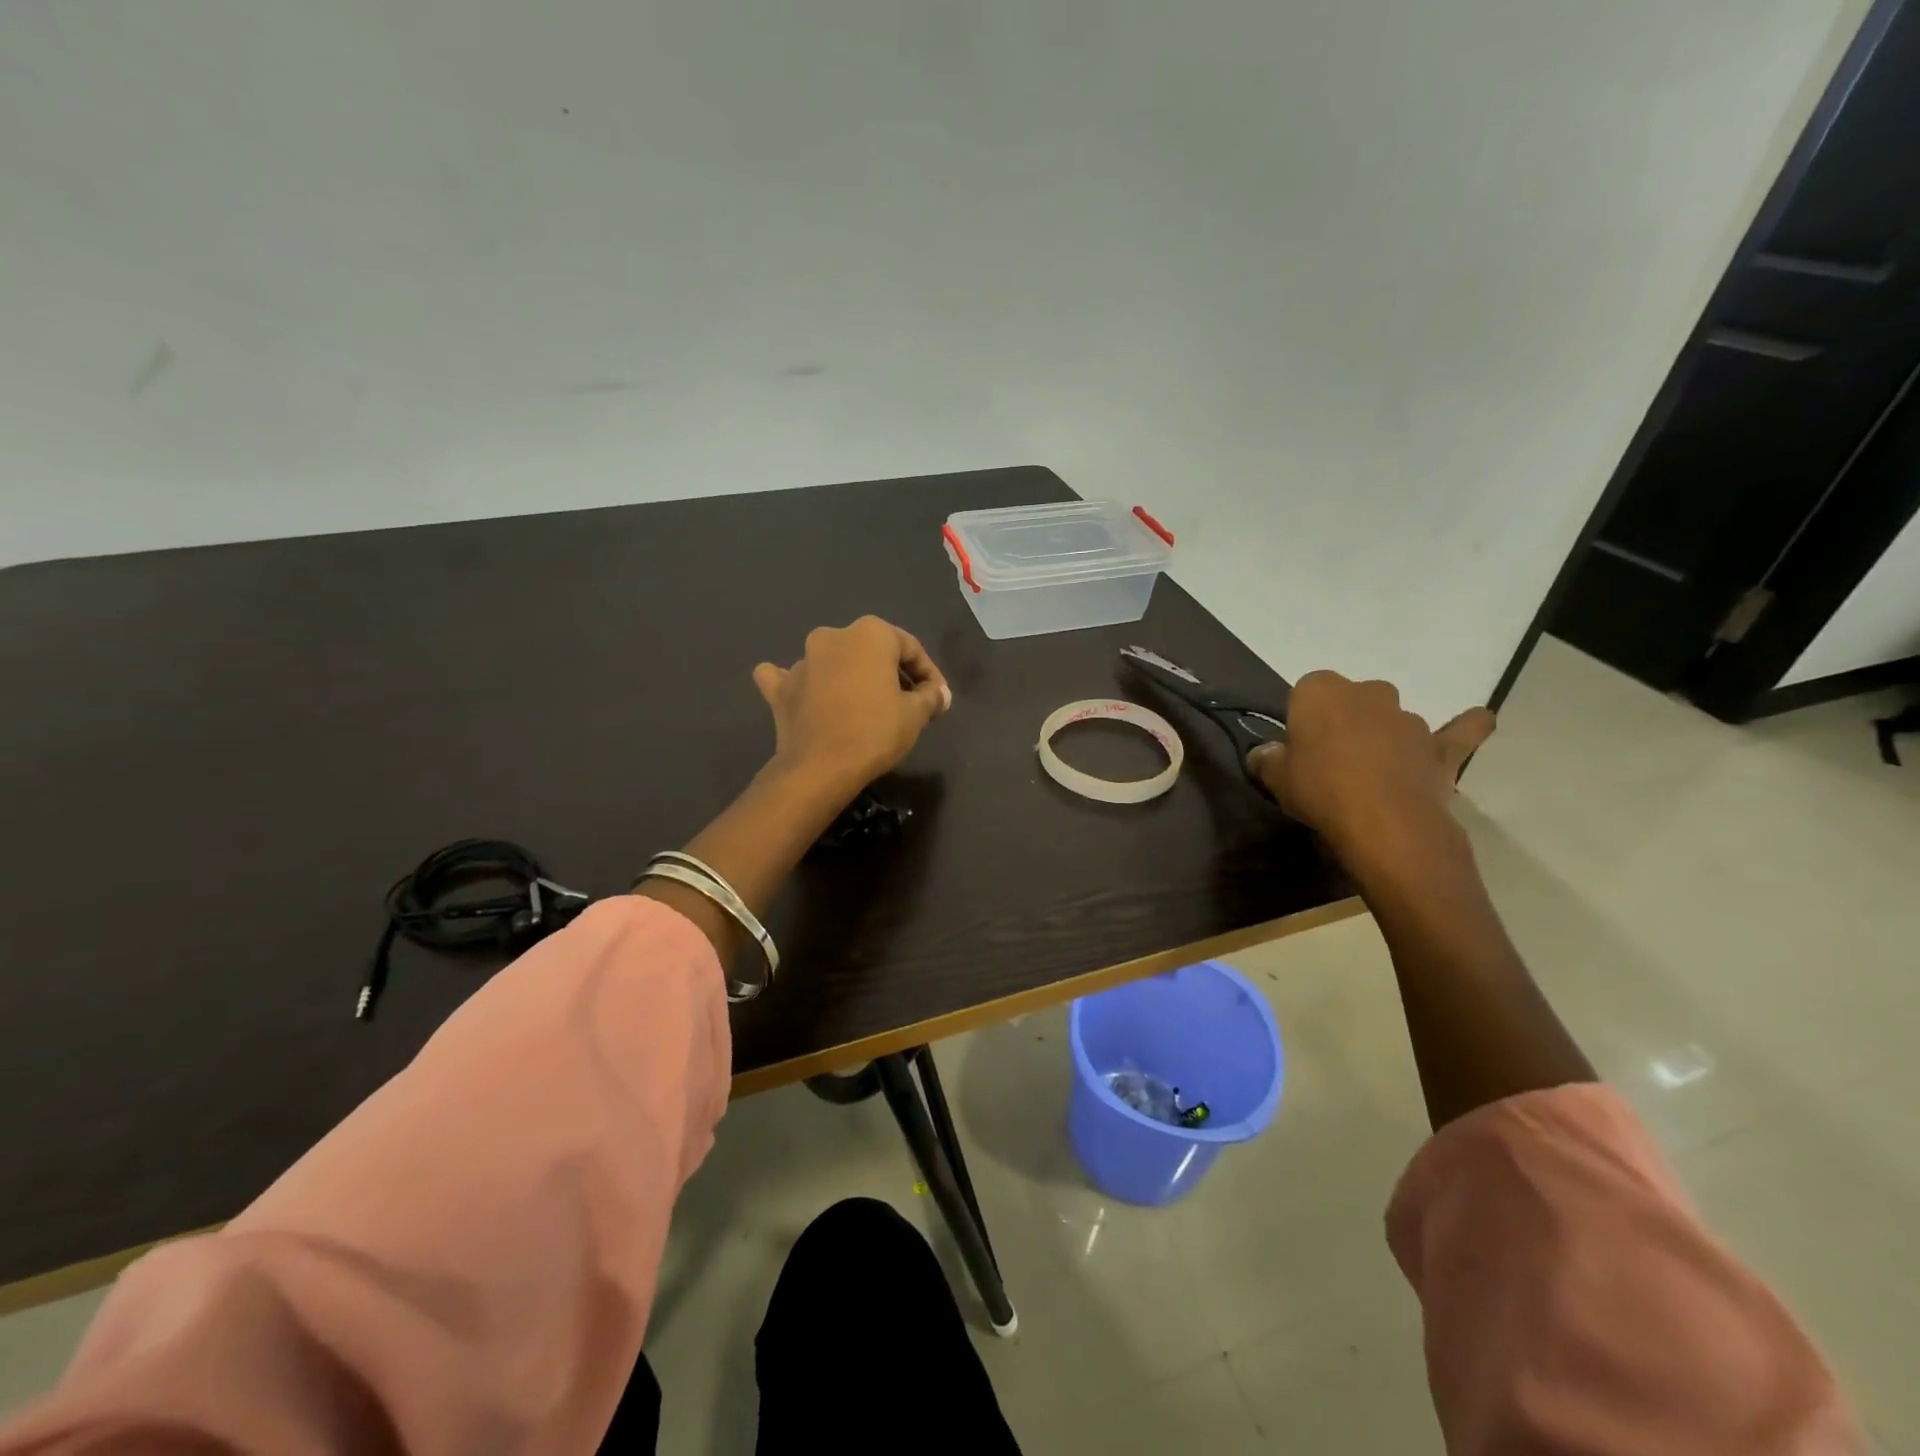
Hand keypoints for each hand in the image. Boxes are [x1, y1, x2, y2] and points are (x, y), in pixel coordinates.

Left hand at [752, 616, 951, 794]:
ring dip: (848, 677)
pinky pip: (789, 678)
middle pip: (870, 651)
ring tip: (865, 705)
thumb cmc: (876, 732)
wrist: (821, 768)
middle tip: (906, 702)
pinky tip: (805, 693)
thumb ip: (931, 696)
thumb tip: (940, 693)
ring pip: (832, 662)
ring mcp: (802, 661)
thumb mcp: (916, 715)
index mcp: (870, 633)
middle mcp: (833, 636)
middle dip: (889, 672)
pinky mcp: (780, 688)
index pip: (909, 648)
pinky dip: (800, 683)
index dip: (928, 673)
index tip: (937, 698)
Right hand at [1249, 672, 1494, 868]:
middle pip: (1351, 701)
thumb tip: (1264, 753)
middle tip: (1331, 761)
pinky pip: (1457, 731)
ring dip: (1383, 737)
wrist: (1384, 823)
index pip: (1305, 692)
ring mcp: (1409, 718)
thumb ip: (1268, 759)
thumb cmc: (1320, 790)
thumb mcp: (1276, 778)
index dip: (1302, 720)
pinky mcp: (1441, 746)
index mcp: (1321, 691)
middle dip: (1344, 722)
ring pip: (1392, 720)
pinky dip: (1467, 727)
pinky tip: (1480, 721)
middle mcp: (1367, 693)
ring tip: (1372, 776)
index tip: (1298, 747)